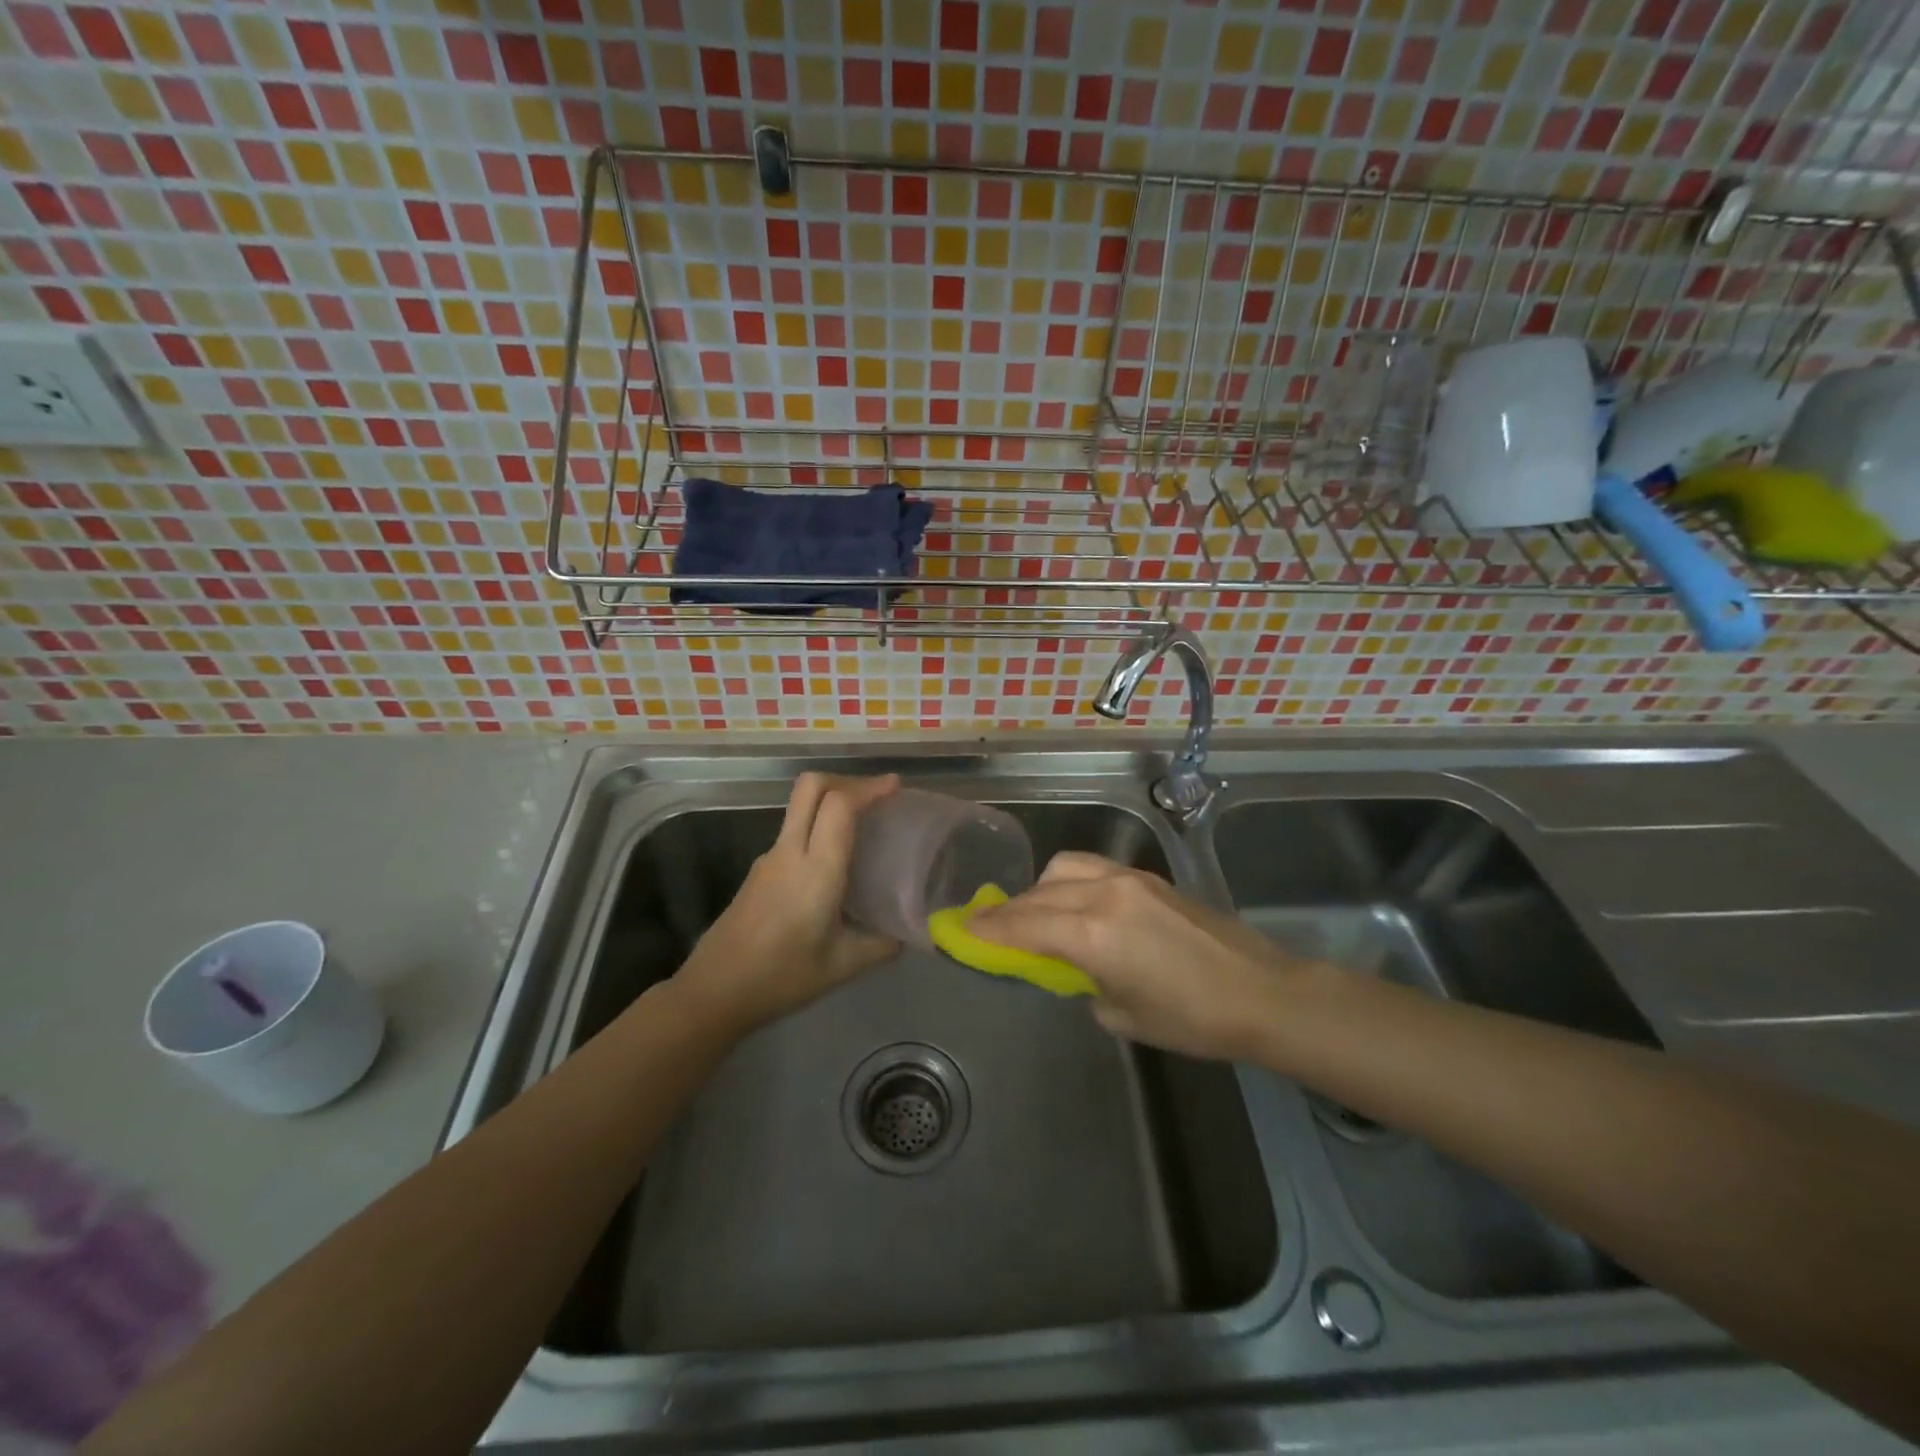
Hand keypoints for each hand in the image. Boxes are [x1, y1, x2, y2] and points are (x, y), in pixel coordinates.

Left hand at [673, 773, 901, 1034]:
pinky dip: (817, 827)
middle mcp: (790, 853)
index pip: (840, 806)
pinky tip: (833, 862)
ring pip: (799, 806)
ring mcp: (769, 858)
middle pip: (811, 787)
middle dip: (846, 780)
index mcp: (816, 870)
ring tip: (861, 827)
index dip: (869, 788)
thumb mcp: (842, 967)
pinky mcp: (757, 871)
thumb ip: (881, 945)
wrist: (713, 991)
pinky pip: (792, 831)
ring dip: (831, 802)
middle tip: (875, 797)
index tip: (895, 786)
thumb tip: (907, 933)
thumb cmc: (781, 978)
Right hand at [969, 852, 1319, 1061]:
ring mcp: (1128, 879)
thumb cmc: (1191, 1019)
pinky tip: (1074, 904)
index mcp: (1092, 933)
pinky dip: (1069, 882)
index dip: (987, 927)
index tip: (958, 929)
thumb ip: (1082, 981)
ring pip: (1063, 868)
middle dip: (1008, 910)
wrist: (1261, 992)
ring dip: (1039, 889)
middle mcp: (1103, 894)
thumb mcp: (1121, 1013)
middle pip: (1038, 892)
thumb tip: (1070, 965)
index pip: (1022, 923)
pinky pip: (1092, 868)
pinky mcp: (1148, 877)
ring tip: (1035, 914)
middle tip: (987, 926)